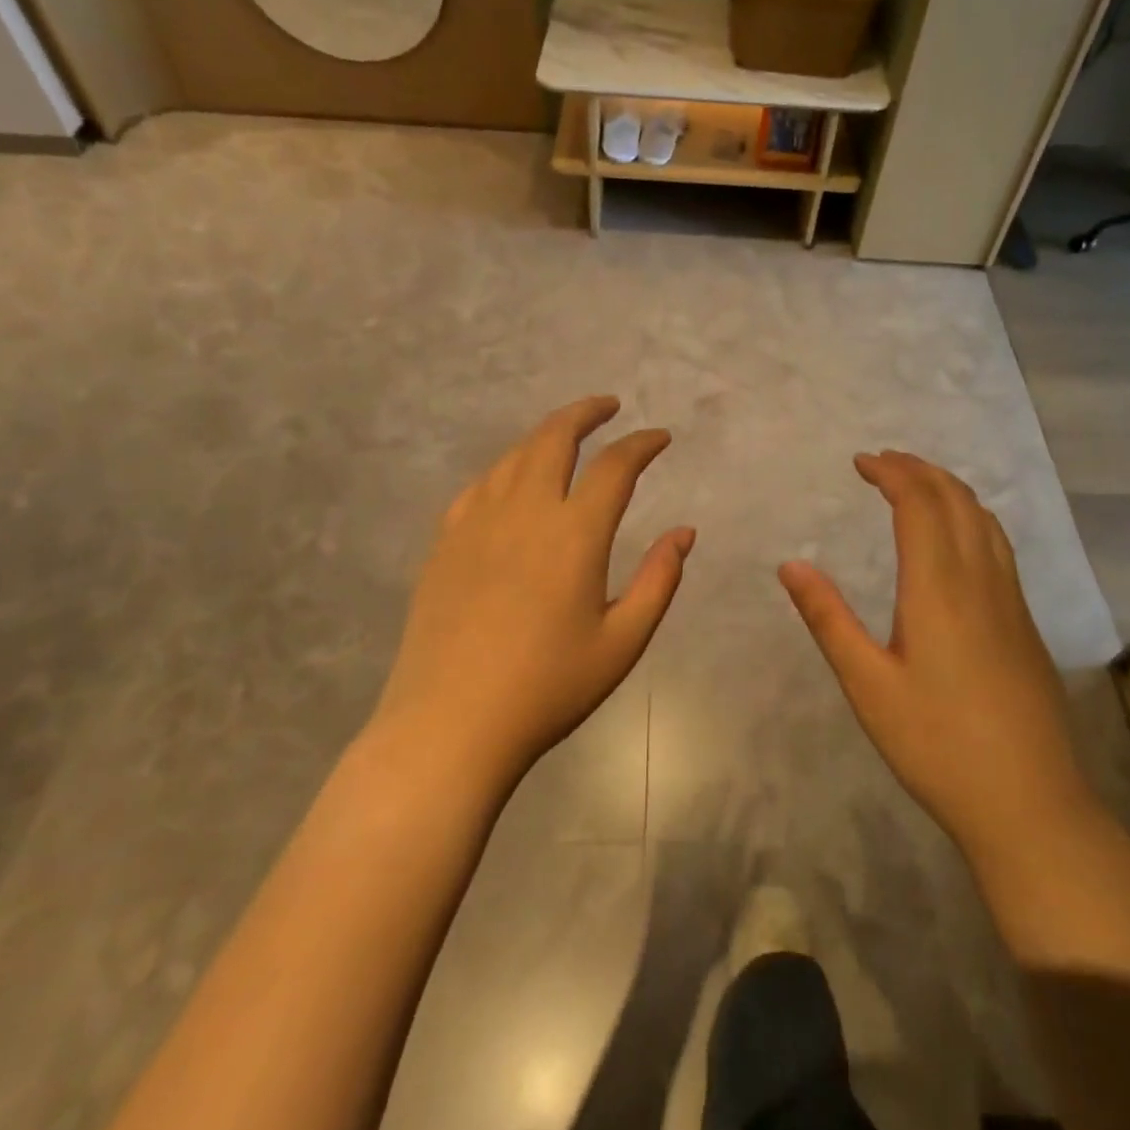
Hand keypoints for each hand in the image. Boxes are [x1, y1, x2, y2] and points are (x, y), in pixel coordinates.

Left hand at [374, 396, 693, 785]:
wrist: (451, 723)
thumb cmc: (548, 688)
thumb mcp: (622, 643)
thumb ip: (658, 580)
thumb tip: (684, 532)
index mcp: (574, 534)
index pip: (615, 467)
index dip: (642, 444)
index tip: (660, 437)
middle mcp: (524, 512)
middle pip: (554, 438)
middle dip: (585, 413)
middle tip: (607, 406)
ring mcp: (477, 522)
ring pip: (513, 455)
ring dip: (544, 434)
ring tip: (565, 434)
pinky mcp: (445, 542)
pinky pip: (479, 486)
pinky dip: (505, 468)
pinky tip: (511, 479)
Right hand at [779, 452, 1094, 861]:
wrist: (1030, 803)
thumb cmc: (936, 744)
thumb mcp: (867, 685)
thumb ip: (829, 619)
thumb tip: (791, 564)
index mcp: (939, 588)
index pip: (919, 505)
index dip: (892, 474)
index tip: (861, 462)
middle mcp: (981, 581)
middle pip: (957, 501)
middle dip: (920, 471)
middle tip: (884, 461)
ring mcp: (1011, 602)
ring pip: (985, 521)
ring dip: (950, 490)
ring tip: (918, 484)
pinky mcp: (1025, 624)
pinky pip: (999, 547)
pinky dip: (972, 518)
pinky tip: (959, 539)